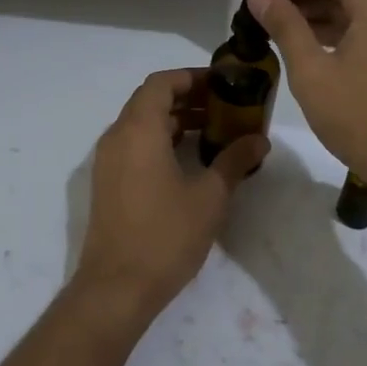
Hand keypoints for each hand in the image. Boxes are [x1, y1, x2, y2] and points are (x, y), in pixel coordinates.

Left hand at [75, 69, 267, 324]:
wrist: (116, 288)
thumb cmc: (165, 236)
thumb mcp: (209, 197)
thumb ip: (234, 161)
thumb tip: (259, 141)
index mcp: (139, 130)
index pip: (161, 83)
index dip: (191, 77)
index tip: (222, 84)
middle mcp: (117, 137)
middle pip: (150, 100)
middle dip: (187, 97)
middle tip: (224, 107)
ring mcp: (107, 161)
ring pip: (141, 123)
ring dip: (174, 120)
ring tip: (213, 131)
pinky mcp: (107, 183)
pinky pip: (134, 145)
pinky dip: (160, 140)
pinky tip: (189, 160)